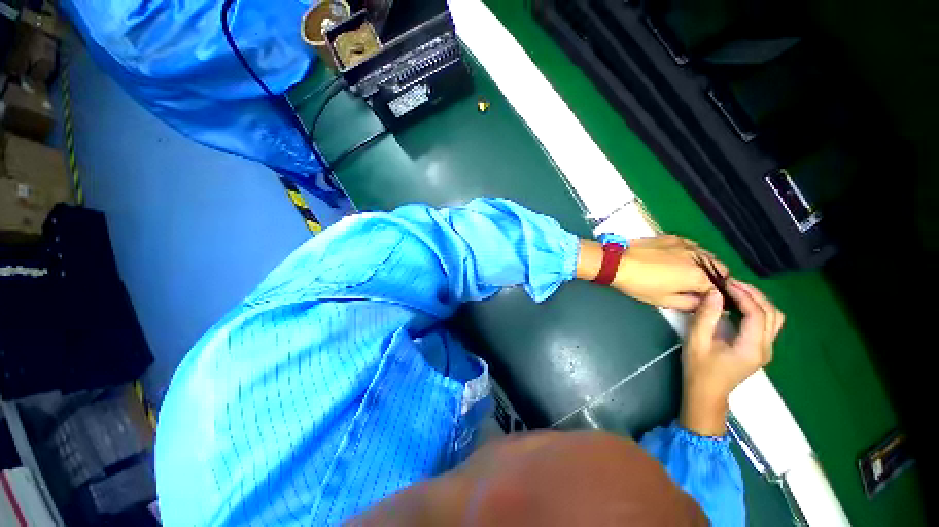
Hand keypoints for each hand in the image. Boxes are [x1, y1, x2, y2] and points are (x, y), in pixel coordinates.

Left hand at [579, 235, 727, 309]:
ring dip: (706, 266)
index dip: (715, 297)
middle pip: (720, 270)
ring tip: (687, 273)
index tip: (706, 300)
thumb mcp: (665, 301)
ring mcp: (687, 244)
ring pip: (708, 256)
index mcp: (699, 277)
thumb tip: (704, 303)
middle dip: (714, 280)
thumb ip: (690, 304)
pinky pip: (693, 246)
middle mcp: (699, 258)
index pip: (720, 289)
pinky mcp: (674, 237)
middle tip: (697, 288)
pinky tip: (679, 259)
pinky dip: (693, 254)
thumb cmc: (640, 284)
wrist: (618, 262)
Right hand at [679, 280, 783, 435]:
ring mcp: (766, 349)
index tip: (725, 283)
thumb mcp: (697, 341)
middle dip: (754, 294)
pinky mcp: (760, 349)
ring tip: (736, 291)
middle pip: (772, 313)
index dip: (744, 295)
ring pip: (774, 318)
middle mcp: (766, 348)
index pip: (757, 314)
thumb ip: (706, 316)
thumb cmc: (699, 368)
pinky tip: (739, 305)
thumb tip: (715, 293)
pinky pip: (767, 323)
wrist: (706, 393)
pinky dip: (757, 309)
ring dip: (758, 301)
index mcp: (752, 347)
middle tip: (731, 283)